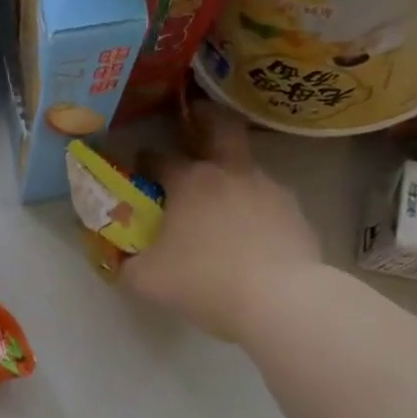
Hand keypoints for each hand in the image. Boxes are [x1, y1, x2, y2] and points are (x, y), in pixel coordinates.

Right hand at [121, 100, 325, 342]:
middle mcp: (230, 173)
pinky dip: (252, 206)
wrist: (278, 298)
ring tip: (219, 197)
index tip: (138, 166)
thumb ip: (128, 264)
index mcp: (190, 182)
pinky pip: (266, 199)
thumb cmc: (203, 281)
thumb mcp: (147, 280)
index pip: (159, 157)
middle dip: (205, 119)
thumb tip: (122, 259)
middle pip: (220, 128)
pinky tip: (247, 230)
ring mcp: (268, 188)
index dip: (144, 159)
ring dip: (230, 171)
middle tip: (194, 120)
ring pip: (246, 165)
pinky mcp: (294, 211)